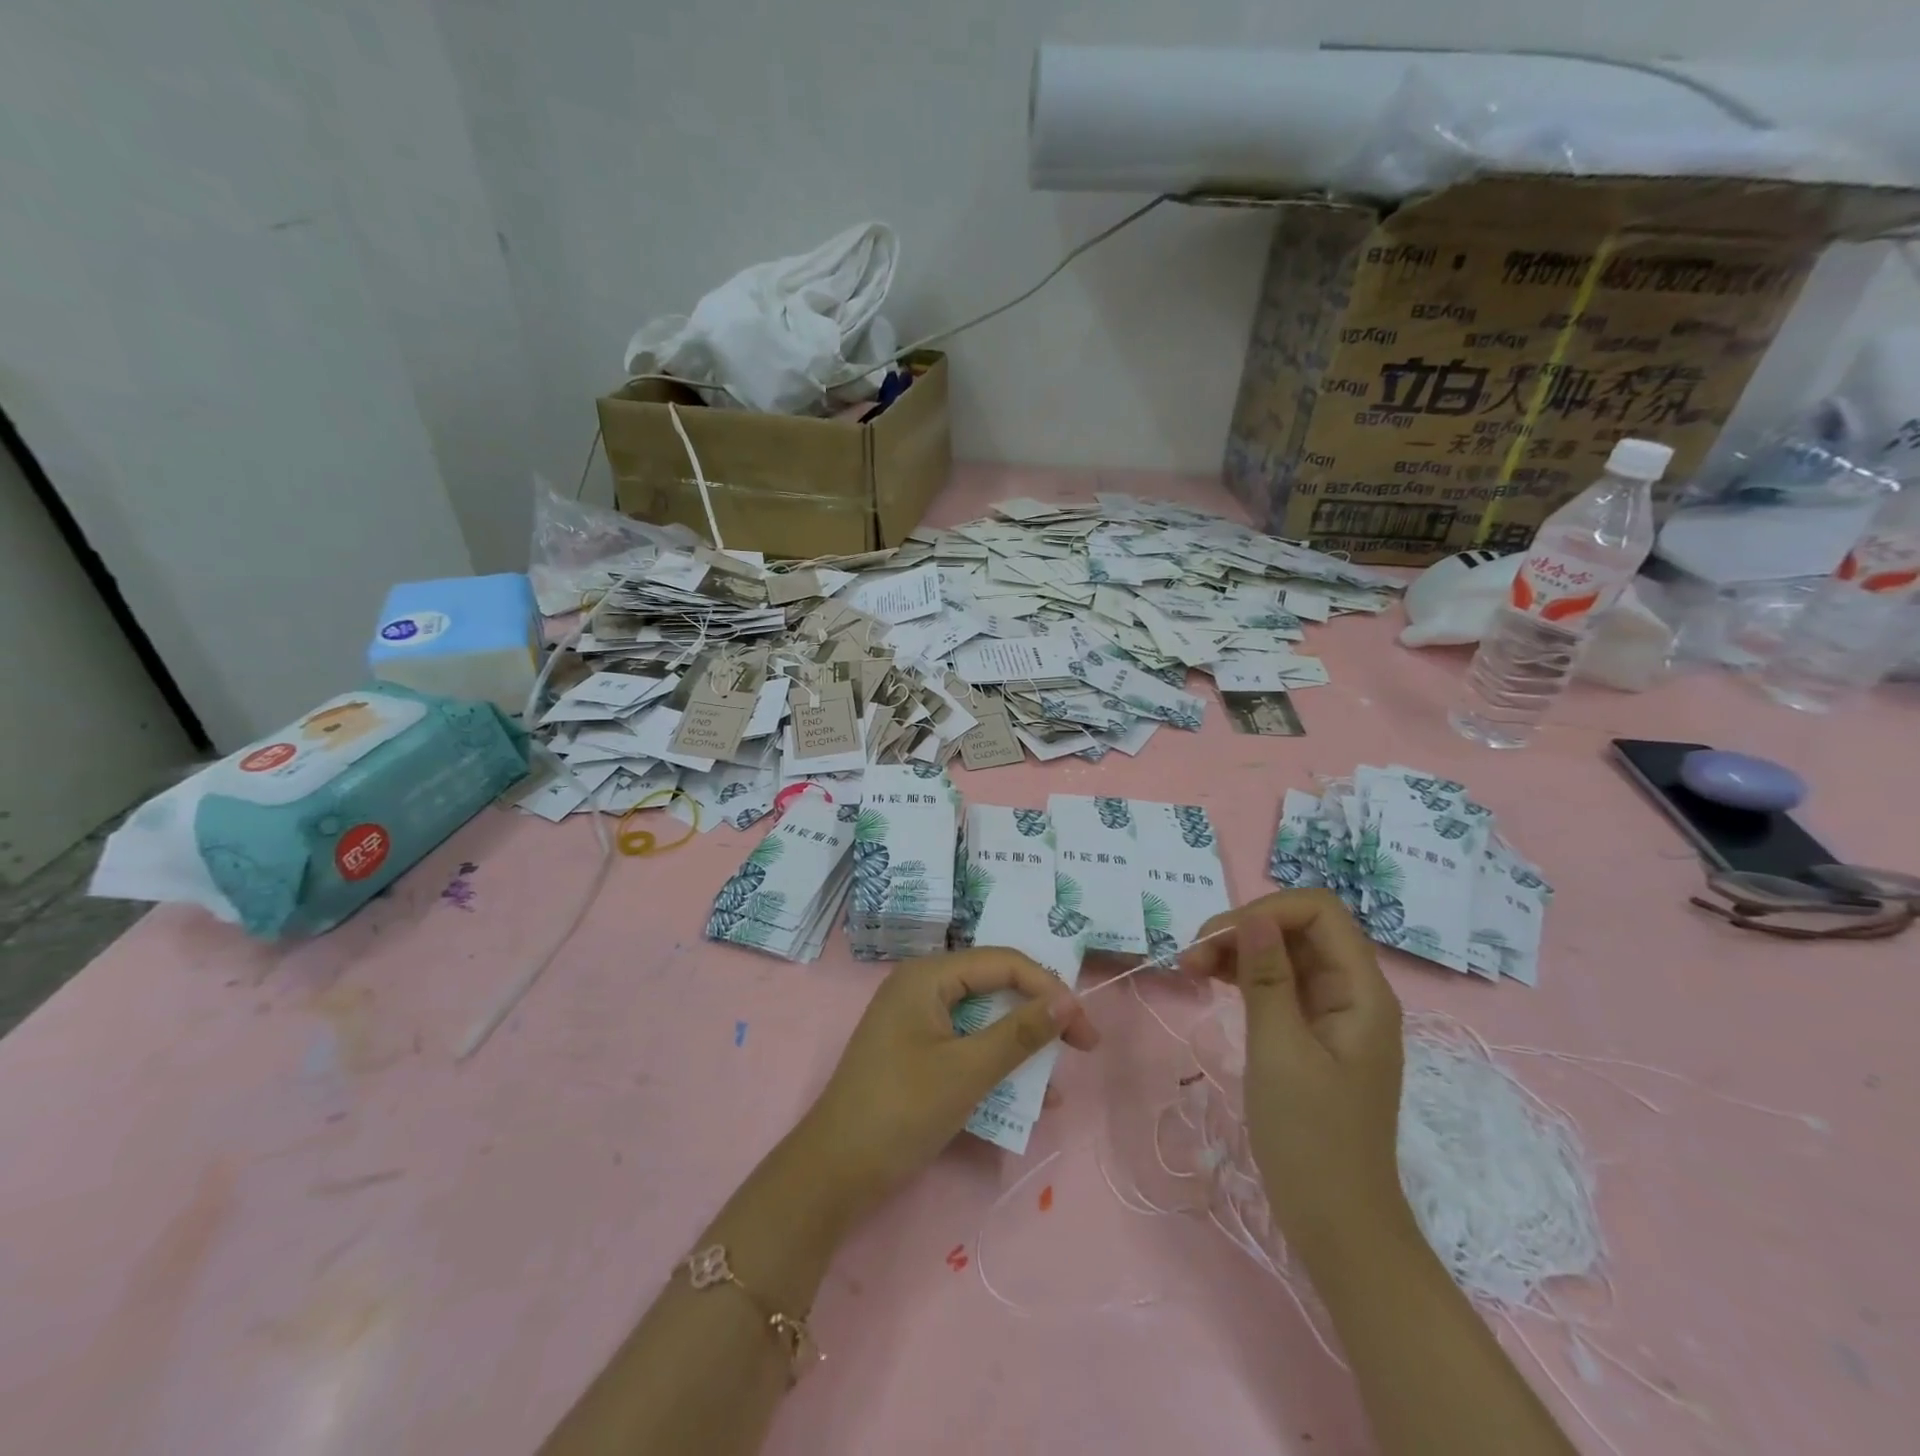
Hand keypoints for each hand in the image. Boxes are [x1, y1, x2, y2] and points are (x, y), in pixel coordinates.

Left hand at [791, 948, 1098, 1225]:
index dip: (1049, 988)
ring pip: (984, 1018)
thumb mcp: (967, 1071)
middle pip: (994, 986)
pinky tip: (1028, 1098)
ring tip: (1057, 1076)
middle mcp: (922, 987)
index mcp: (928, 976)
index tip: (1085, 1028)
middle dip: (1039, 1014)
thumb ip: (1020, 1033)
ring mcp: (917, 1020)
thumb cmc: (901, 1110)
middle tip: (1081, 1044)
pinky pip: (967, 1045)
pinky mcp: (917, 1052)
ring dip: (1021, 1045)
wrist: (833, 1173)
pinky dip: (996, 1064)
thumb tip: (1068, 1001)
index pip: (1002, 962)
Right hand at [1184, 890, 1408, 1258]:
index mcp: (1361, 991)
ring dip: (1238, 950)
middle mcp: (1353, 992)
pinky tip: (1212, 982)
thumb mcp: (1280, 1050)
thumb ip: (1267, 977)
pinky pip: (1280, 984)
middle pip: (1299, 928)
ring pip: (1285, 954)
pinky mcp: (1314, 1035)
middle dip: (1244, 929)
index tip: (1217, 939)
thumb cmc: (1310, 1137)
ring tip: (1191, 968)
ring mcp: (1333, 1014)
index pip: (1319, 911)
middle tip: (1191, 957)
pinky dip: (1245, 976)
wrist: (1337, 1222)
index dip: (1267, 910)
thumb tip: (1255, 915)